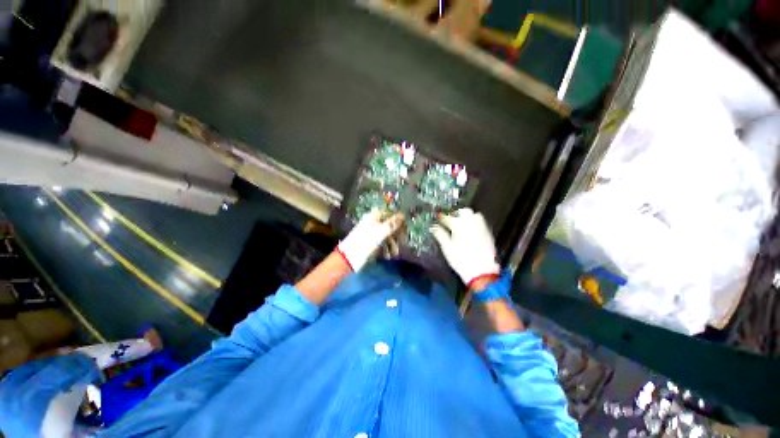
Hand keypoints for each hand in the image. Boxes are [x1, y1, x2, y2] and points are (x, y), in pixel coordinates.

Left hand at [337, 210, 404, 270]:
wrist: (349, 258)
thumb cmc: (365, 242)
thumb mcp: (380, 232)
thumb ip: (392, 224)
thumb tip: (403, 215)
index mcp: (373, 217)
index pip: (389, 213)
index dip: (398, 219)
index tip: (405, 226)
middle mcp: (373, 223)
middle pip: (389, 225)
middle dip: (396, 234)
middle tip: (402, 241)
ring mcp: (372, 233)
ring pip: (387, 235)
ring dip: (392, 244)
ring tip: (394, 253)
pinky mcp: (371, 243)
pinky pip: (382, 243)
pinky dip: (386, 248)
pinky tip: (388, 256)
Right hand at [431, 208, 499, 286]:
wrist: (482, 271)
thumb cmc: (461, 259)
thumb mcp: (447, 248)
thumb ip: (440, 235)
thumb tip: (433, 226)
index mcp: (459, 225)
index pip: (447, 217)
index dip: (441, 218)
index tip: (438, 219)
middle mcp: (471, 222)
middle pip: (464, 211)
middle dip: (456, 213)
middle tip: (450, 219)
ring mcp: (481, 227)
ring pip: (474, 214)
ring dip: (467, 217)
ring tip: (461, 224)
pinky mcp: (488, 233)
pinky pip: (481, 222)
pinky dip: (474, 222)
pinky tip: (470, 230)